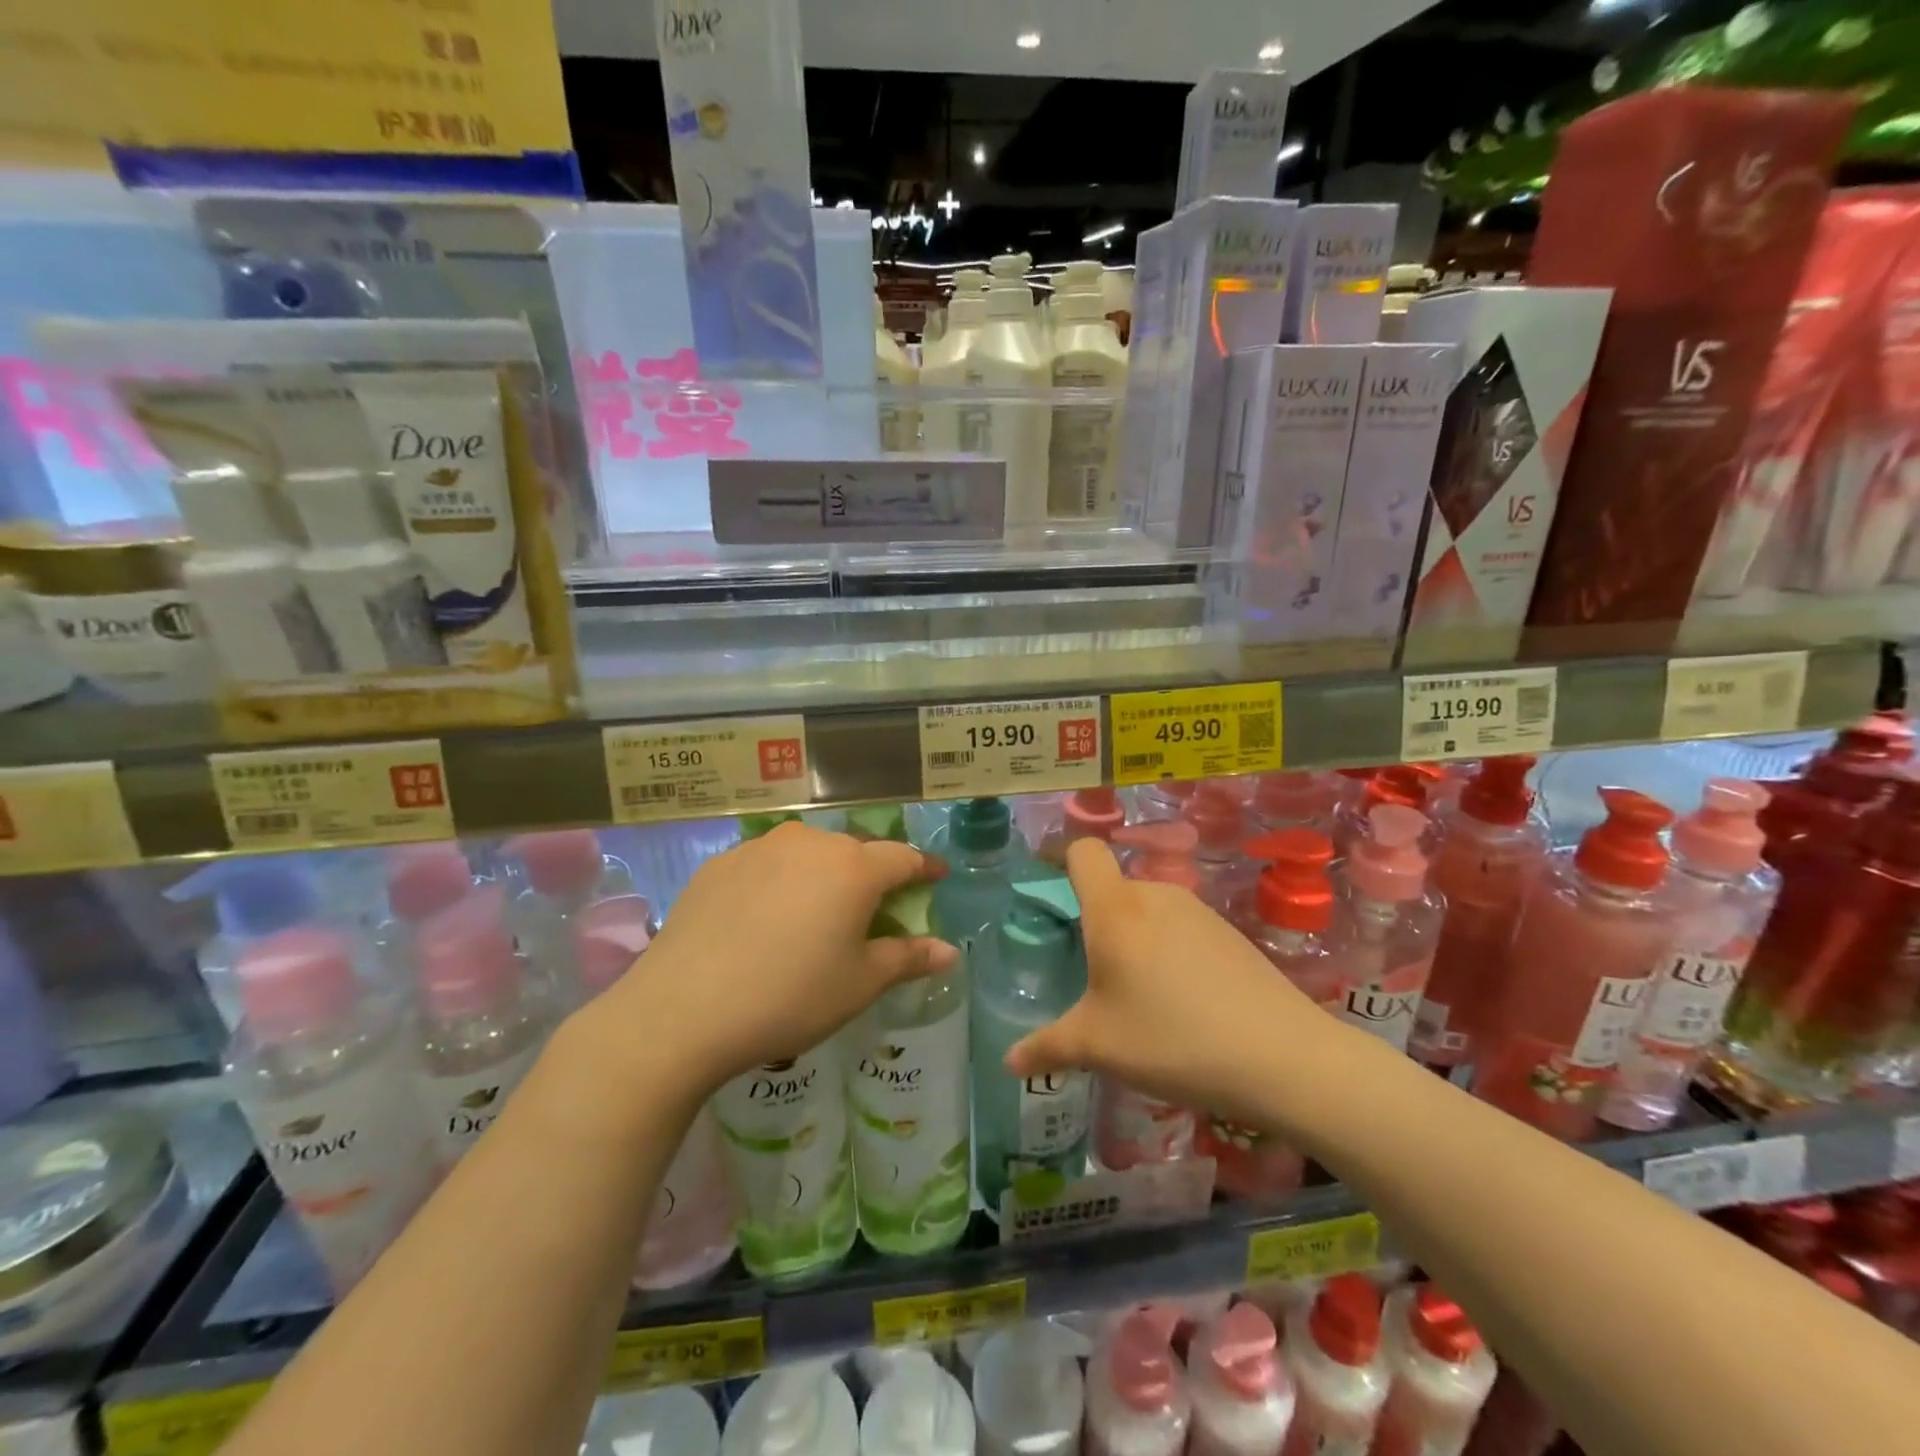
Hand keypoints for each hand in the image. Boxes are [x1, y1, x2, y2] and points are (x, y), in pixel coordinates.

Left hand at [601, 823, 953, 1093]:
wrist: (682, 1010)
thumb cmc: (789, 997)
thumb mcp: (859, 984)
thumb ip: (908, 958)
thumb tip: (950, 951)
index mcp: (853, 868)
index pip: (903, 858)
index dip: (924, 868)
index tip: (936, 877)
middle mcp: (810, 844)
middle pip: (855, 851)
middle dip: (873, 874)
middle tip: (875, 907)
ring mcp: (760, 848)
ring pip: (809, 853)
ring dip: (824, 874)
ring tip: (817, 911)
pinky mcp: (720, 863)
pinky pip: (767, 864)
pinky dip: (780, 882)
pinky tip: (765, 917)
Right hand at [1006, 839, 1343, 1131]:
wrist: (1281, 1056)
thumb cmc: (1171, 1039)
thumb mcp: (1098, 1047)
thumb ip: (1047, 1047)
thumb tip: (1009, 1060)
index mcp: (1115, 908)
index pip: (1083, 851)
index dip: (1062, 861)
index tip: (1050, 894)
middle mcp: (1156, 895)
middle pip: (1114, 886)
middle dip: (1097, 920)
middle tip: (1093, 973)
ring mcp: (1198, 911)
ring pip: (1149, 909)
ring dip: (1136, 938)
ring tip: (1140, 996)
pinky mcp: (1230, 932)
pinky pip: (1182, 928)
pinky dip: (1171, 951)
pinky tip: (1185, 1002)